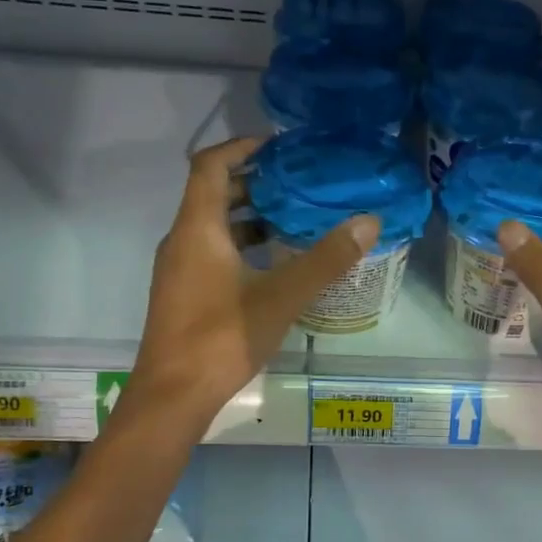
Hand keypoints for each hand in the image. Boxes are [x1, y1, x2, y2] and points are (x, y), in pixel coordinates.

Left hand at [128, 138, 377, 427]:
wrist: (173, 395)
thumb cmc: (222, 337)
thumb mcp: (281, 296)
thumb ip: (325, 259)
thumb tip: (368, 222)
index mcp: (198, 228)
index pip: (210, 165)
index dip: (242, 147)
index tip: (279, 146)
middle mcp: (181, 241)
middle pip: (212, 194)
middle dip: (254, 183)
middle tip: (298, 184)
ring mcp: (179, 270)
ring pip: (212, 227)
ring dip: (249, 218)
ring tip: (294, 221)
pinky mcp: (183, 295)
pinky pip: (211, 253)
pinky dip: (241, 247)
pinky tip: (273, 266)